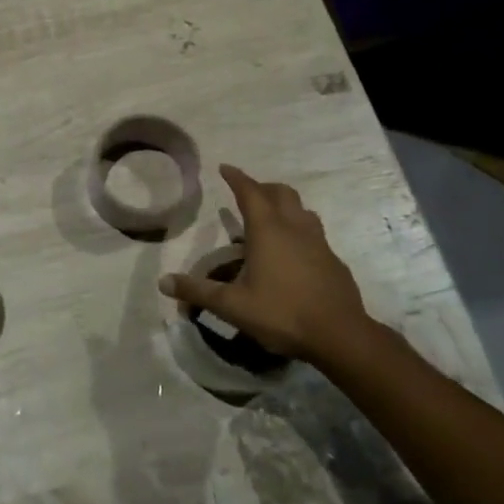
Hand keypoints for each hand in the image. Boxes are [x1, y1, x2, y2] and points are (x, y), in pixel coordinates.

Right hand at [159, 165, 375, 368]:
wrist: (339, 335)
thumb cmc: (282, 314)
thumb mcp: (232, 306)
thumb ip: (198, 291)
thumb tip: (163, 282)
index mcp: (268, 230)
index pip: (250, 192)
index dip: (236, 177)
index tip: (224, 167)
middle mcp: (295, 228)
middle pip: (281, 193)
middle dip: (262, 188)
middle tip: (246, 194)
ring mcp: (319, 242)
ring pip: (301, 210)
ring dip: (284, 206)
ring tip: (270, 220)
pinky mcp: (333, 260)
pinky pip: (313, 233)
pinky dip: (299, 230)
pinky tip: (292, 254)